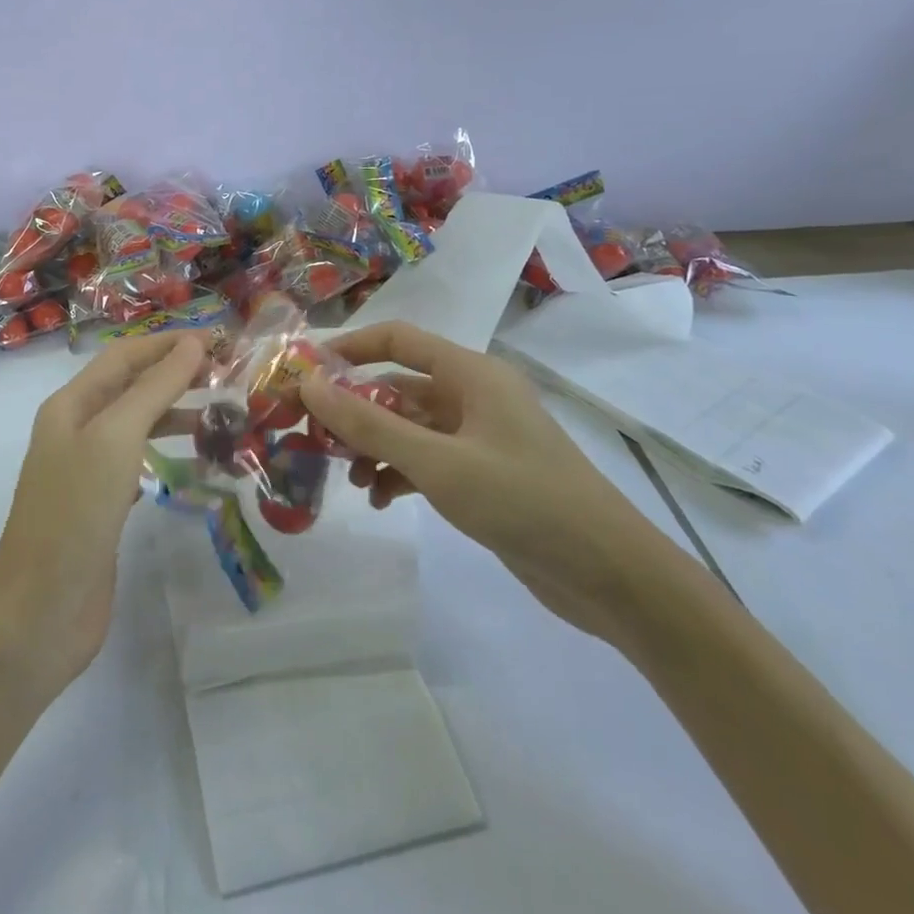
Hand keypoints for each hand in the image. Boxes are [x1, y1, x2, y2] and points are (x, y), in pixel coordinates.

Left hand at [0, 331, 205, 690]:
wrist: (40, 611)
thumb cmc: (75, 512)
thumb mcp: (116, 438)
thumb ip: (155, 388)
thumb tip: (191, 343)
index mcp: (70, 405)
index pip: (125, 356)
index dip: (169, 343)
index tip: (219, 341)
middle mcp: (76, 429)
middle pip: (132, 386)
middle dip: (177, 375)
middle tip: (229, 376)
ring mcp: (87, 469)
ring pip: (138, 424)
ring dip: (177, 414)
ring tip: (223, 416)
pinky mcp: (102, 505)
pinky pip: (140, 462)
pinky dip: (169, 452)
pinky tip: (197, 460)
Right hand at [300, 322, 672, 641]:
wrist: (609, 574)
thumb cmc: (522, 501)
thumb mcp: (437, 462)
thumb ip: (370, 424)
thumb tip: (309, 385)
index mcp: (470, 374)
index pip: (397, 339)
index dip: (348, 348)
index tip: (304, 371)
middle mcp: (473, 395)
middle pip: (398, 385)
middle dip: (354, 408)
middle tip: (312, 435)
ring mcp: (479, 436)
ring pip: (409, 426)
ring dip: (374, 445)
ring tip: (348, 478)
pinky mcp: (483, 474)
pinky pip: (426, 459)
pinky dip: (398, 472)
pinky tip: (380, 499)